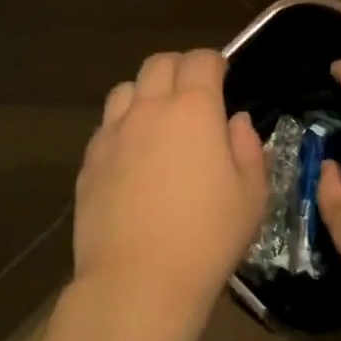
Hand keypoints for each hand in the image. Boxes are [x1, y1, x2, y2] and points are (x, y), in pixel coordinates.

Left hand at [73, 50, 267, 326]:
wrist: (138, 281)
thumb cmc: (207, 237)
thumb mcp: (251, 196)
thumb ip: (248, 148)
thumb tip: (235, 122)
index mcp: (194, 109)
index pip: (201, 60)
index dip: (214, 62)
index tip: (223, 77)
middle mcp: (149, 109)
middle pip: (159, 64)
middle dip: (180, 68)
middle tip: (194, 93)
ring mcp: (113, 133)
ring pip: (125, 89)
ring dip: (145, 93)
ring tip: (158, 120)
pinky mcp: (89, 161)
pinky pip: (106, 126)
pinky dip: (122, 126)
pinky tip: (132, 155)